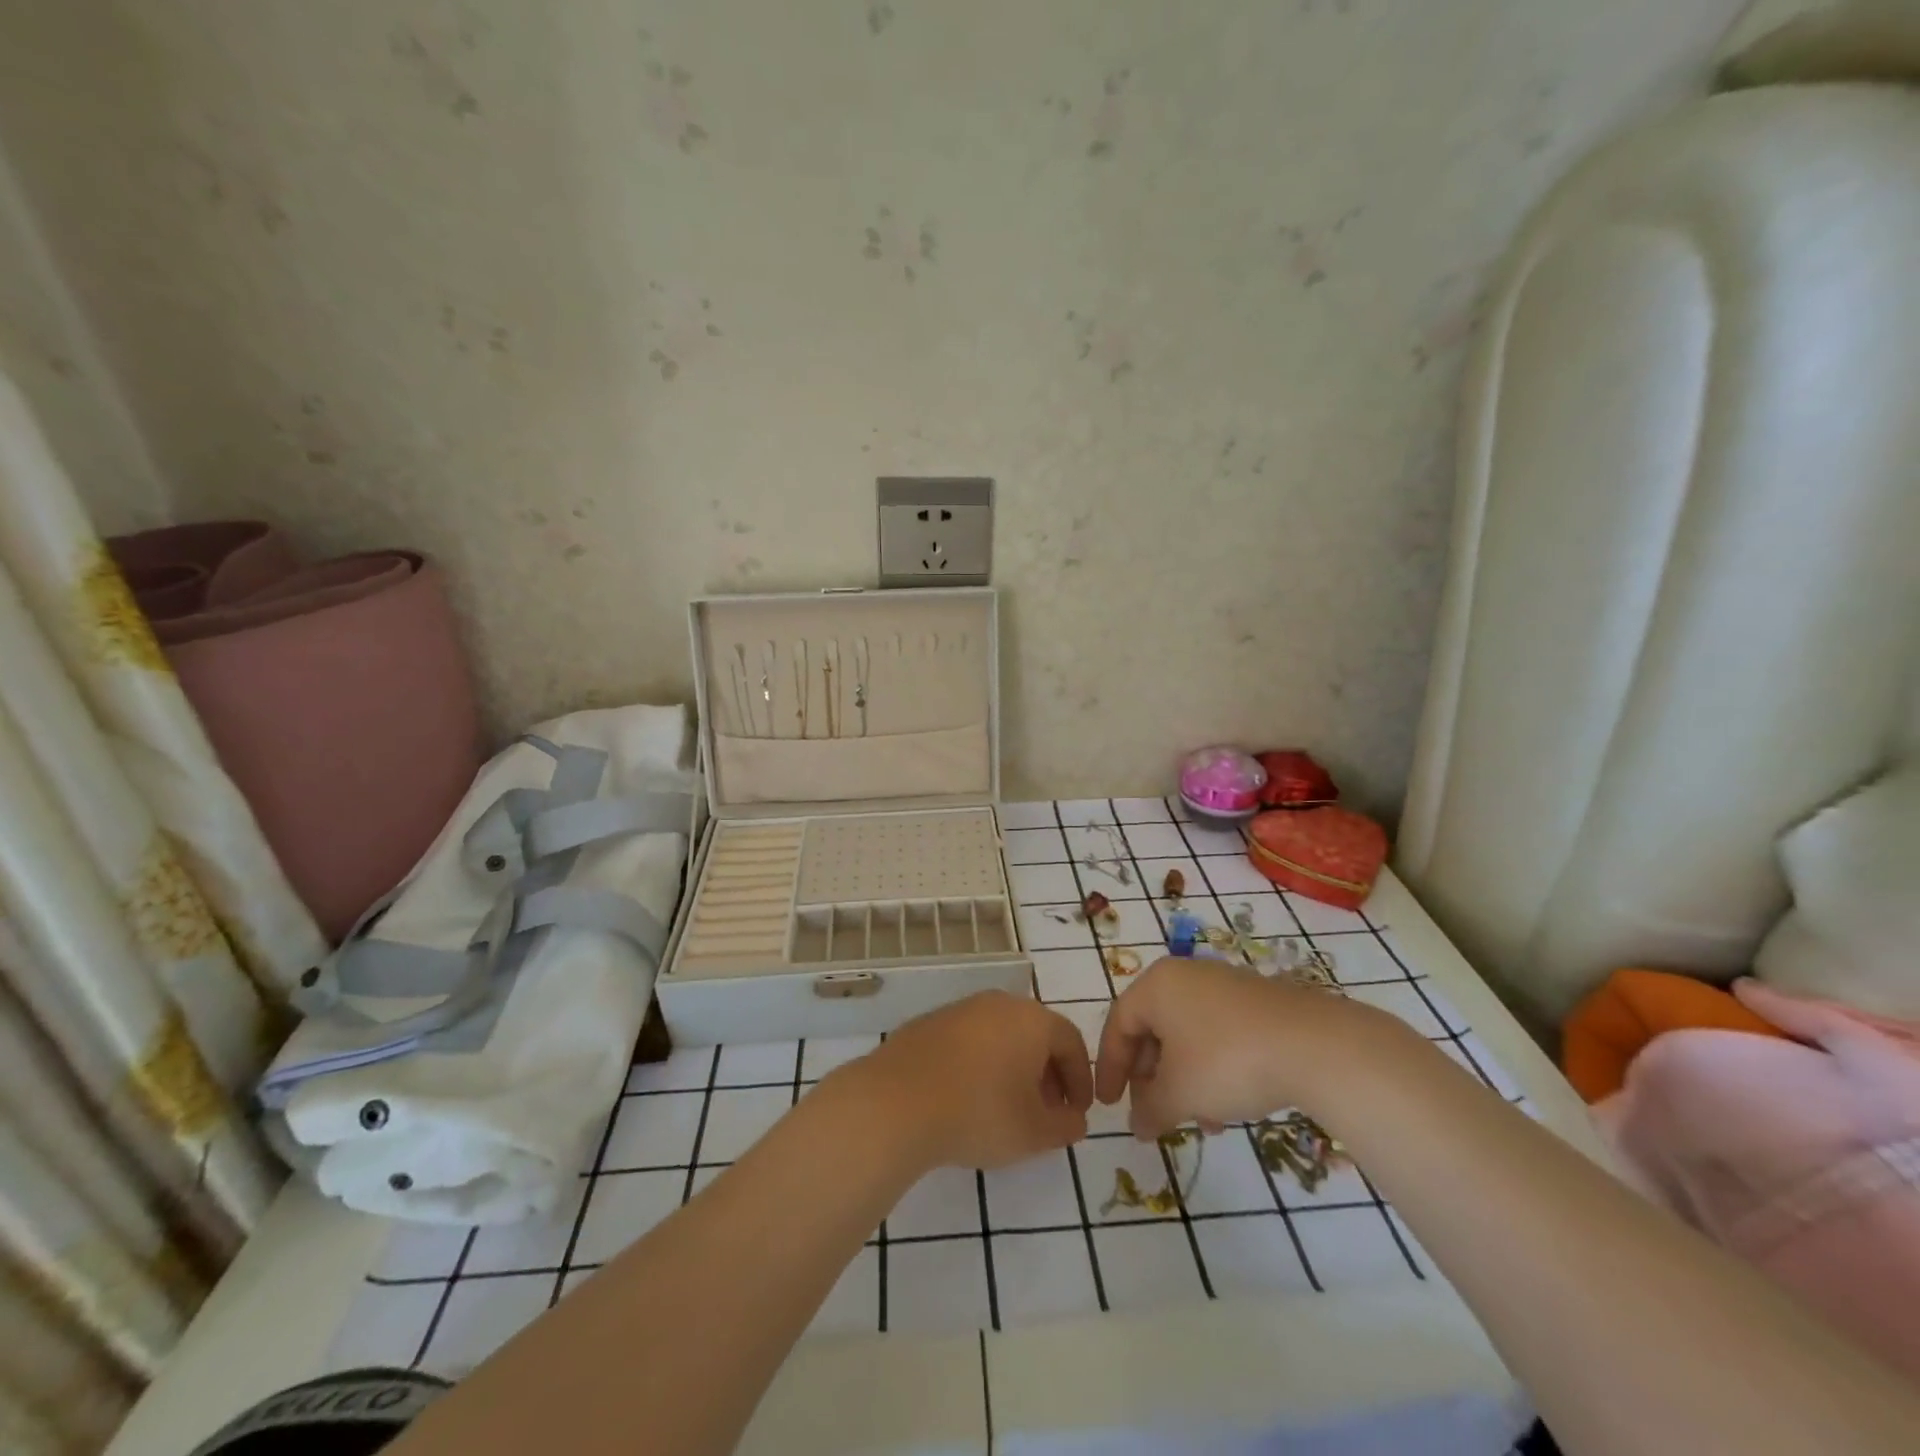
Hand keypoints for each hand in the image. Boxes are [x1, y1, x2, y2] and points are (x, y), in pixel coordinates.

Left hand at [843, 992, 1092, 1170]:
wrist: (898, 1102)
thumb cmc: (979, 1113)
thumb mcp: (1034, 1133)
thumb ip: (1065, 1126)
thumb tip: (1074, 1119)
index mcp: (1032, 1020)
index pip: (1071, 1042)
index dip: (1080, 1079)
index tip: (1077, 1113)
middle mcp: (999, 1003)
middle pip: (1035, 1033)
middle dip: (1047, 1072)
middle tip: (1046, 1111)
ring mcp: (960, 1009)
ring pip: (1000, 1034)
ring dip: (1012, 1066)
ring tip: (1007, 1106)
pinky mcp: (929, 1023)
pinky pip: (969, 1040)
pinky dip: (980, 1063)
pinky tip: (968, 1097)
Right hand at [1095, 958, 1398, 1138]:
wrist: (1315, 1046)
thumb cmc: (1227, 1062)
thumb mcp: (1179, 1093)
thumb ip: (1150, 1110)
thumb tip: (1137, 1126)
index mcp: (1157, 985)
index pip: (1119, 1024)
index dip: (1110, 1067)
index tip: (1109, 1105)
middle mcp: (1186, 976)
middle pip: (1153, 1028)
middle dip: (1151, 1077)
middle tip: (1153, 1113)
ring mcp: (1224, 985)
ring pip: (1187, 1036)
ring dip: (1183, 1079)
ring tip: (1198, 1121)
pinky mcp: (1256, 1002)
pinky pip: (1217, 1034)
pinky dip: (1211, 1069)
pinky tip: (1228, 1107)